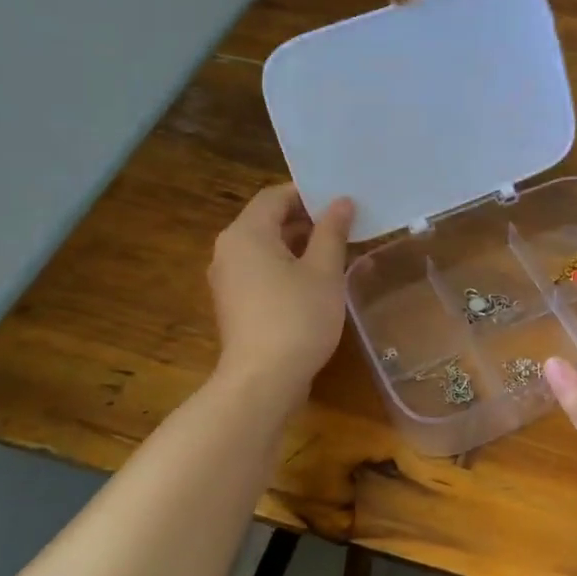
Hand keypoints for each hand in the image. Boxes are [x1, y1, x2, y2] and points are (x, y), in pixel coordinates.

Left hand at [208, 183, 354, 399]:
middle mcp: (229, 250)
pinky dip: (288, 268)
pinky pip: (262, 272)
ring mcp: (229, 280)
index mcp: (246, 233)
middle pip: (269, 221)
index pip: (275, 196)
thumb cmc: (297, 317)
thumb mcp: (324, 271)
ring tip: (339, 252)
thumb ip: (332, 232)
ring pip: (267, 249)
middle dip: (308, 221)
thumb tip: (341, 202)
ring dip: (301, 246)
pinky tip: (319, 282)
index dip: (308, 194)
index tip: (341, 201)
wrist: (263, 381)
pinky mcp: (235, 304)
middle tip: (347, 225)